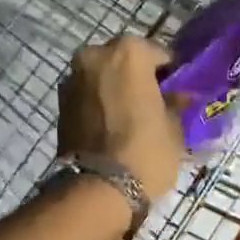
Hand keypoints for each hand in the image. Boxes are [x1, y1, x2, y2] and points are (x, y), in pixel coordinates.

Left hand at [57, 36, 186, 201]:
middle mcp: (96, 54)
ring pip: (102, 76)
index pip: (158, 54)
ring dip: (115, 89)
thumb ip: (176, 103)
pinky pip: (87, 95)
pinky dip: (98, 103)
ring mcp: (73, 76)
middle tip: (152, 104)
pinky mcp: (59, 102)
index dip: (169, 74)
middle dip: (137, 77)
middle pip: (124, 60)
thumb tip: (180, 96)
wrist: (97, 188)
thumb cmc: (145, 149)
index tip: (176, 93)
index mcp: (128, 51)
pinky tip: (110, 126)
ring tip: (130, 118)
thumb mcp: (173, 127)